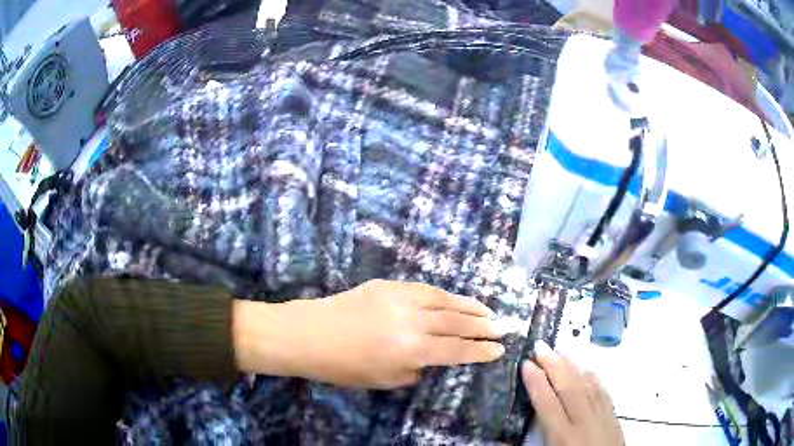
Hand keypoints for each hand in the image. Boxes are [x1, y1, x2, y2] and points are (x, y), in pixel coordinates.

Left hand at [234, 280, 505, 388]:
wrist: (310, 334)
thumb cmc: (344, 367)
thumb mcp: (385, 380)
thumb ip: (416, 370)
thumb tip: (435, 360)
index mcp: (412, 352)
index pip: (457, 351)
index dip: (480, 351)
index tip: (499, 350)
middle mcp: (413, 323)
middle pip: (458, 324)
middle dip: (484, 327)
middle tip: (504, 327)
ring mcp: (401, 299)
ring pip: (446, 302)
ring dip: (471, 307)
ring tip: (489, 311)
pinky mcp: (390, 285)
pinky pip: (426, 289)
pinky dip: (446, 295)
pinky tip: (457, 299)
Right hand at [521, 341, 623, 445]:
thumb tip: (498, 442)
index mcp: (564, 437)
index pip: (547, 404)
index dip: (536, 382)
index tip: (526, 364)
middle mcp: (584, 422)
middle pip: (568, 387)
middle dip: (554, 365)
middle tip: (540, 346)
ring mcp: (602, 417)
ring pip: (587, 385)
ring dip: (573, 366)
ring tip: (560, 351)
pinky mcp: (614, 417)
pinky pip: (603, 391)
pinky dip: (593, 378)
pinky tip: (587, 370)